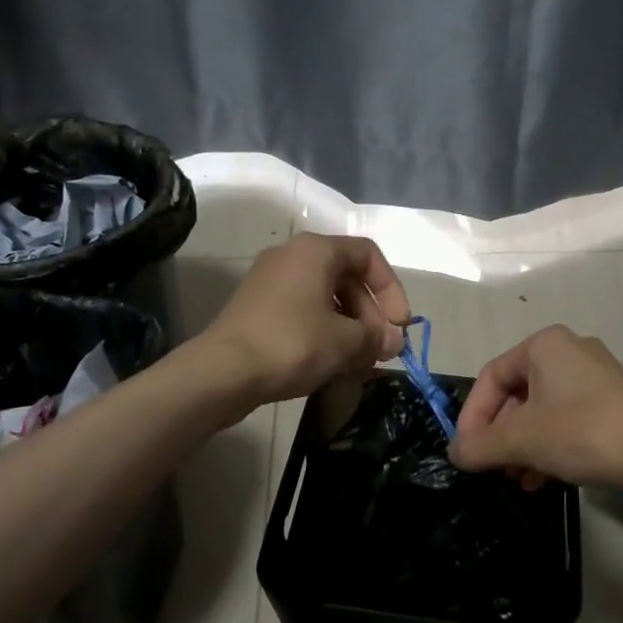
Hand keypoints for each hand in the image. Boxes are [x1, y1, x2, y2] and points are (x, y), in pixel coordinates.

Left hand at [202, 233, 412, 405]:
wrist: (223, 371)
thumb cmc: (292, 343)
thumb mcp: (345, 342)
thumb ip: (376, 337)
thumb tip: (393, 341)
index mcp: (316, 250)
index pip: (369, 256)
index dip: (391, 290)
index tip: (399, 325)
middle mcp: (292, 255)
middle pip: (347, 277)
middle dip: (371, 315)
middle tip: (382, 349)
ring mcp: (270, 281)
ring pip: (325, 297)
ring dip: (350, 327)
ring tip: (361, 361)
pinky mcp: (257, 306)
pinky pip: (303, 310)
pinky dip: (325, 331)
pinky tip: (333, 362)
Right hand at [449, 326, 622, 492]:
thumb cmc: (582, 432)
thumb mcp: (522, 439)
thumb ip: (480, 445)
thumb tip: (455, 454)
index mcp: (544, 344)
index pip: (490, 377)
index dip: (472, 416)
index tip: (466, 452)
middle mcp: (569, 351)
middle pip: (516, 394)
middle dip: (500, 435)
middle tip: (492, 468)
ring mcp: (595, 377)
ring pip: (542, 410)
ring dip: (522, 446)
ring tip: (517, 479)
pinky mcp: (613, 403)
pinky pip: (567, 420)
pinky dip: (549, 446)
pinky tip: (542, 480)